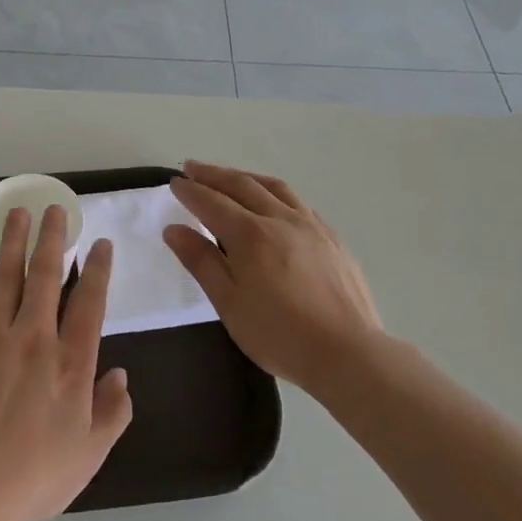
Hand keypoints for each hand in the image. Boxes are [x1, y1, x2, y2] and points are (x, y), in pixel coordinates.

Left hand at [0, 206, 133, 520]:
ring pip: (7, 275)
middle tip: (54, 208)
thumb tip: (122, 374)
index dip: (98, 269)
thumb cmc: (32, 480)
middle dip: (53, 237)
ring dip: (14, 240)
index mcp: (72, 364)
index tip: (101, 243)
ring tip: (18, 212)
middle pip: (47, 275)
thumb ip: (112, 412)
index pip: (91, 302)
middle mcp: (35, 338)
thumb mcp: (89, 455)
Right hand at [164, 161, 384, 391]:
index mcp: (250, 235)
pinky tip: (273, 202)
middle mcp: (279, 219)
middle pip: (241, 185)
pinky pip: (298, 202)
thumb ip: (201, 262)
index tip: (174, 183)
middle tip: (192, 168)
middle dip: (213, 174)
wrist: (348, 353)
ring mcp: (310, 225)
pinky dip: (275, 192)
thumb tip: (174, 230)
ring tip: (230, 176)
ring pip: (273, 187)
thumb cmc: (279, 334)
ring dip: (246, 177)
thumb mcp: (229, 303)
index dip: (191, 191)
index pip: (212, 202)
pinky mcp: (332, 238)